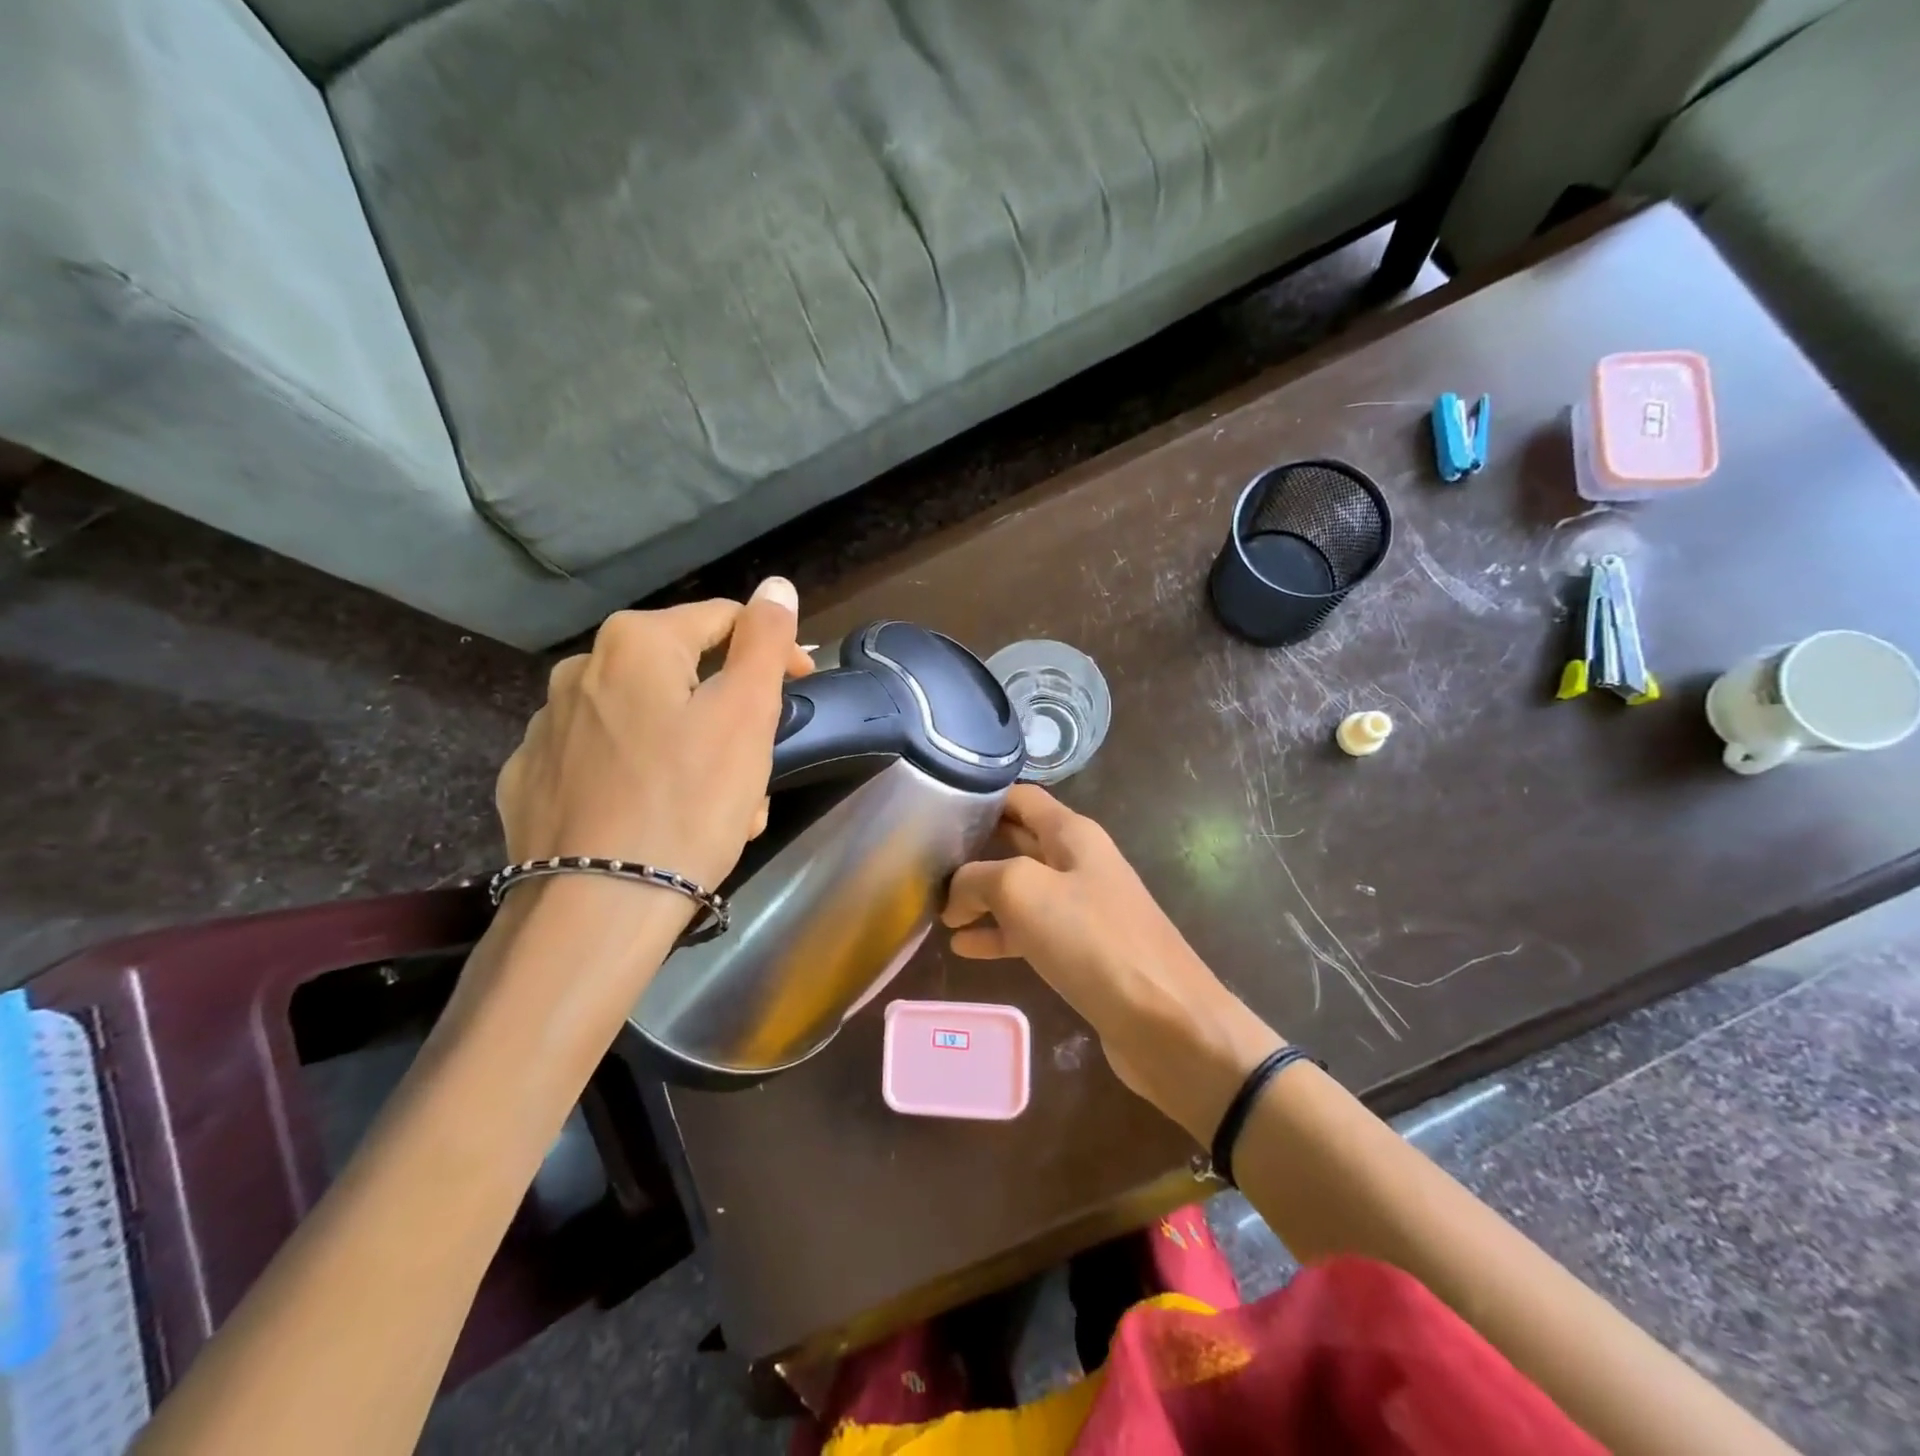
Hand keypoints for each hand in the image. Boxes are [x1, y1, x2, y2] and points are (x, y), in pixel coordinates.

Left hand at [495, 577, 811, 898]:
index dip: (773, 651)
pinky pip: (607, 762)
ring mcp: (546, 727)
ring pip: (648, 722)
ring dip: (692, 751)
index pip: (723, 620)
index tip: (801, 689)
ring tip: (719, 808)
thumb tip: (777, 586)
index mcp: (634, 643)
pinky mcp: (531, 779)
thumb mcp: (745, 714)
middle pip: (684, 677)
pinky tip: (659, 820)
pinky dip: (643, 778)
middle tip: (758, 768)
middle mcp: (579, 670)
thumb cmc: (689, 801)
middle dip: (730, 715)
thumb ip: (763, 640)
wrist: (596, 909)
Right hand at [942, 786, 1281, 1140]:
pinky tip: (962, 947)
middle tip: (926, 857)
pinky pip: (1030, 932)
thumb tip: (956, 892)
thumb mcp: (1022, 891)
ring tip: (936, 906)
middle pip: (1018, 841)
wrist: (1165, 1021)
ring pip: (1020, 890)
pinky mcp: (1082, 952)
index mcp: (1072, 833)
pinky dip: (997, 935)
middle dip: (975, 847)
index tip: (937, 807)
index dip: (982, 798)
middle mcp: (1078, 862)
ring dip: (981, 896)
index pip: (1021, 798)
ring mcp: (1082, 908)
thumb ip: (978, 877)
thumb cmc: (1093, 940)